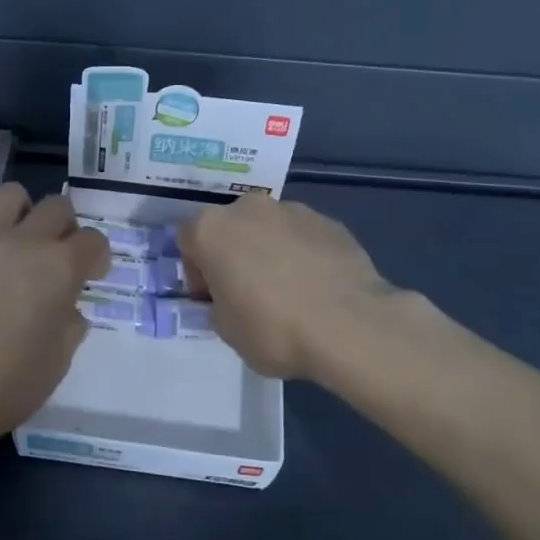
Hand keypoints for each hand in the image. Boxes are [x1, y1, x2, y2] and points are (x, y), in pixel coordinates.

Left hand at [0, 184, 110, 441]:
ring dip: (24, 212)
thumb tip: (66, 308)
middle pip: (57, 206)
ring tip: (20, 240)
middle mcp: (25, 242)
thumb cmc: (9, 384)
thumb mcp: (59, 360)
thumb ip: (70, 324)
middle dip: (67, 227)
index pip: (94, 240)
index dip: (98, 257)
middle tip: (59, 256)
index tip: (91, 276)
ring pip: (11, 195)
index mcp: (60, 268)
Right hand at [177, 194, 408, 380]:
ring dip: (268, 250)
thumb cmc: (274, 329)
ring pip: (267, 228)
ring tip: (288, 290)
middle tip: (246, 292)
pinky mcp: (329, 221)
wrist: (351, 325)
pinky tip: (316, 287)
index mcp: (212, 229)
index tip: (213, 298)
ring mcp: (292, 210)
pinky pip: (302, 236)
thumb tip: (231, 298)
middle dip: (233, 254)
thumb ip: (218, 305)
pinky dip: (302, 253)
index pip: (188, 240)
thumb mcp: (226, 330)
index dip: (196, 271)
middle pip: (229, 227)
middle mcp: (248, 208)